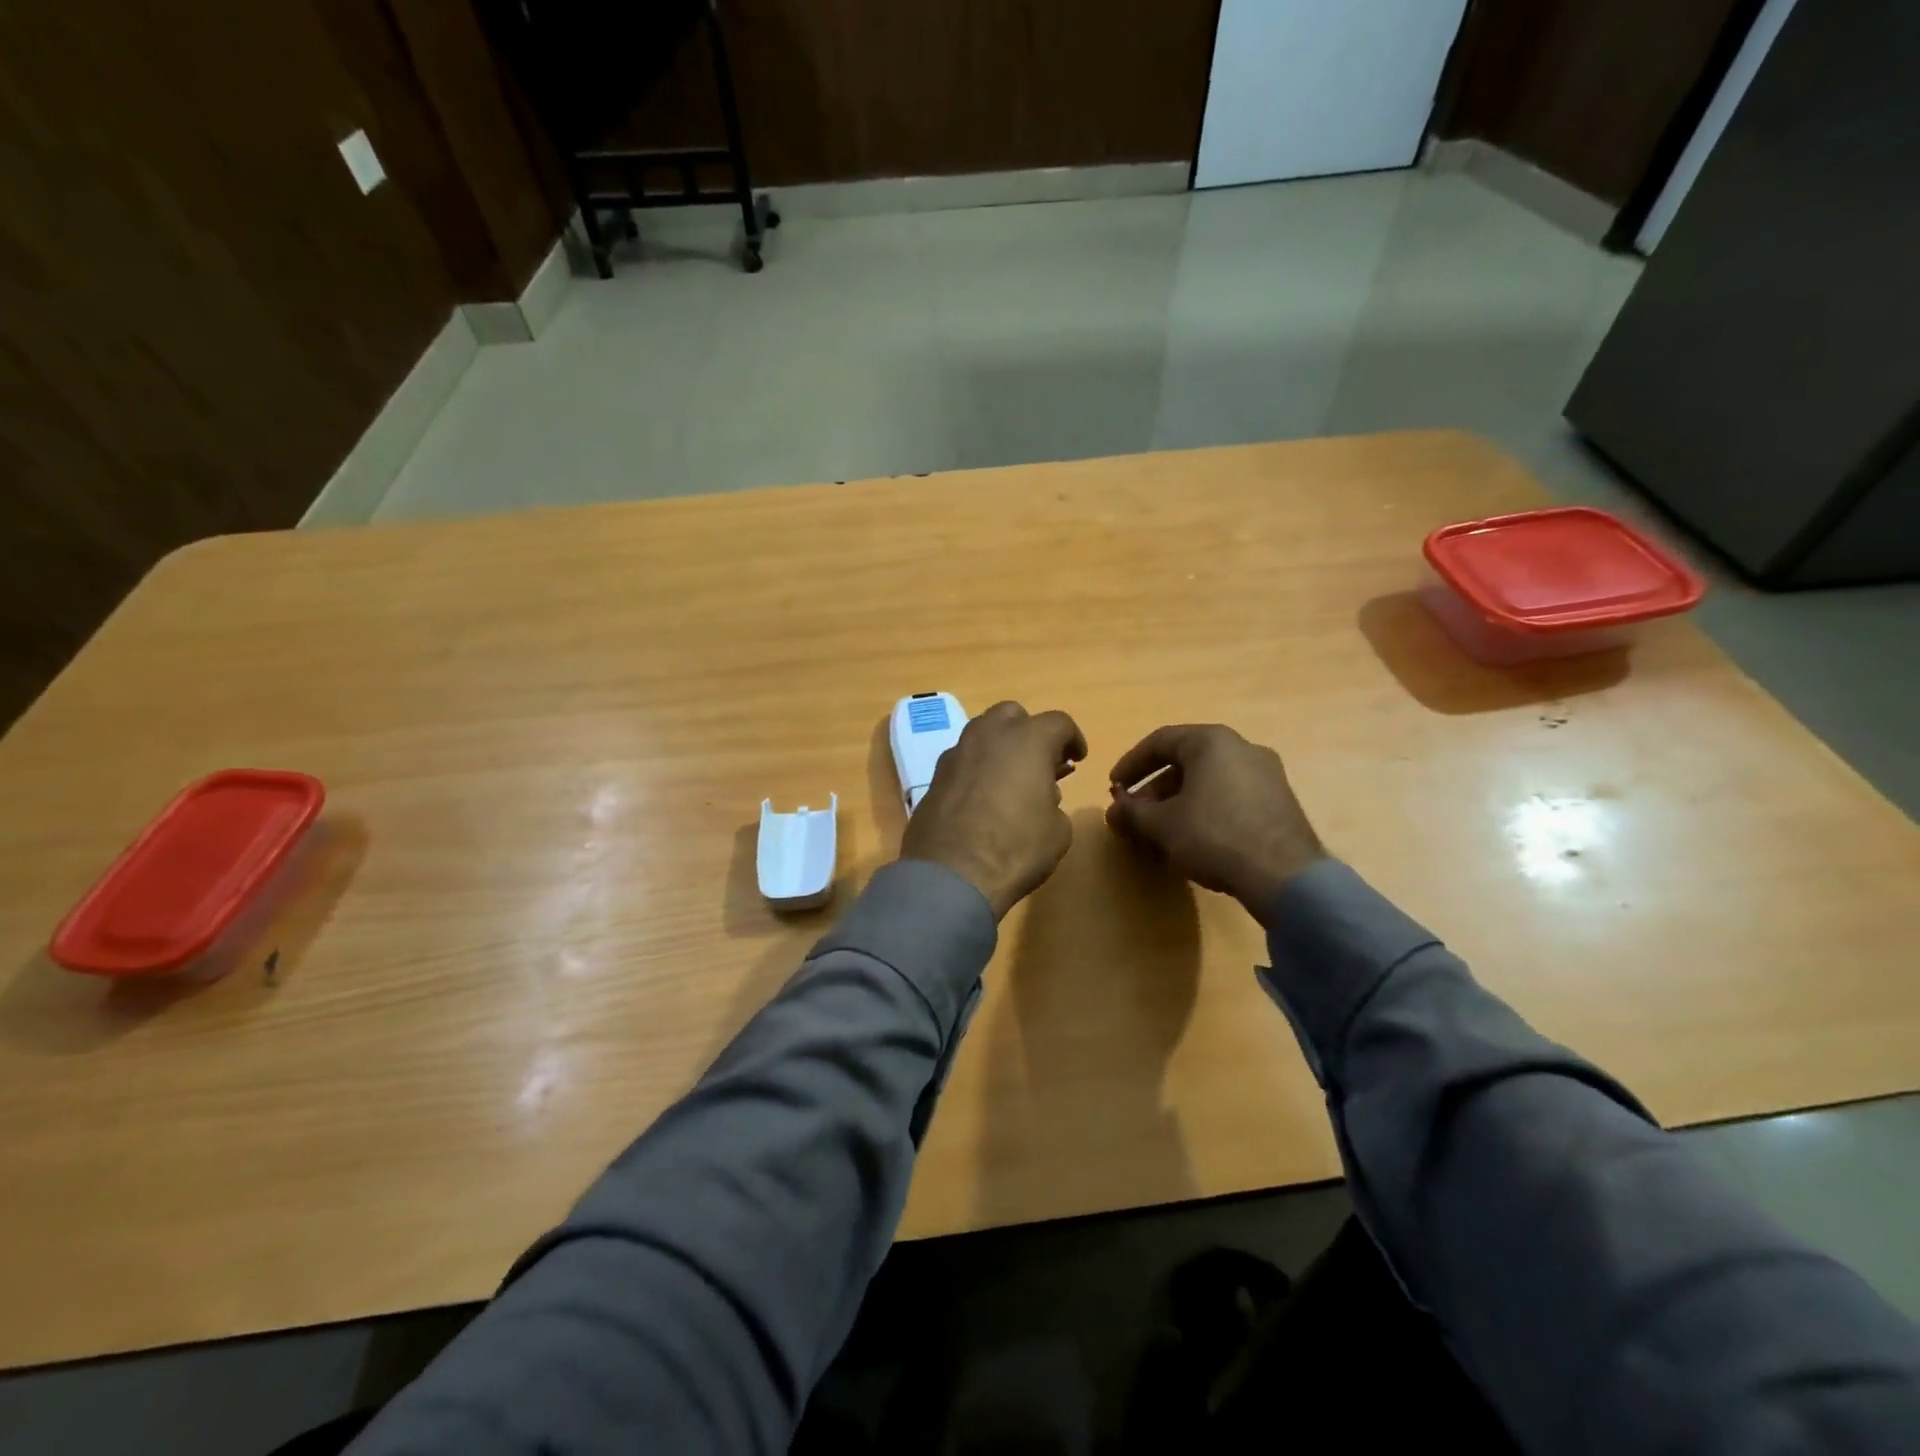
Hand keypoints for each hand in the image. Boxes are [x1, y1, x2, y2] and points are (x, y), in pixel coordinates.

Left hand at [900, 702, 1087, 918]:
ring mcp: (957, 752)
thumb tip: (1041, 797)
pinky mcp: (935, 776)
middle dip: (1030, 731)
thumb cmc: (1016, 848)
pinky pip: (963, 759)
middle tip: (1041, 761)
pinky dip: (976, 767)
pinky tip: (982, 796)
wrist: (951, 875)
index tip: (1077, 759)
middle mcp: (989, 735)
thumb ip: (1054, 803)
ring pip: (982, 732)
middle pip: (1013, 715)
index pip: (1058, 722)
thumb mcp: (1058, 831)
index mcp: (1028, 740)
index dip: (1073, 738)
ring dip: (1000, 746)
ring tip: (1010, 778)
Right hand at [1105, 725, 1324, 922]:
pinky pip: (1230, 796)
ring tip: (1161, 831)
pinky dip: (1205, 809)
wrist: (1284, 876)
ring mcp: (1266, 774)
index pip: (1160, 741)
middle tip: (1135, 814)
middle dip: (1154, 789)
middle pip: (1185, 761)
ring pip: (1209, 780)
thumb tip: (1114, 809)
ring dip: (1178, 801)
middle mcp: (1242, 747)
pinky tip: (1194, 838)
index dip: (1131, 764)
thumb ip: (1132, 812)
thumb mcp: (1162, 824)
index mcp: (1211, 741)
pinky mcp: (1279, 801)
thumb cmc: (1214, 836)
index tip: (1114, 787)